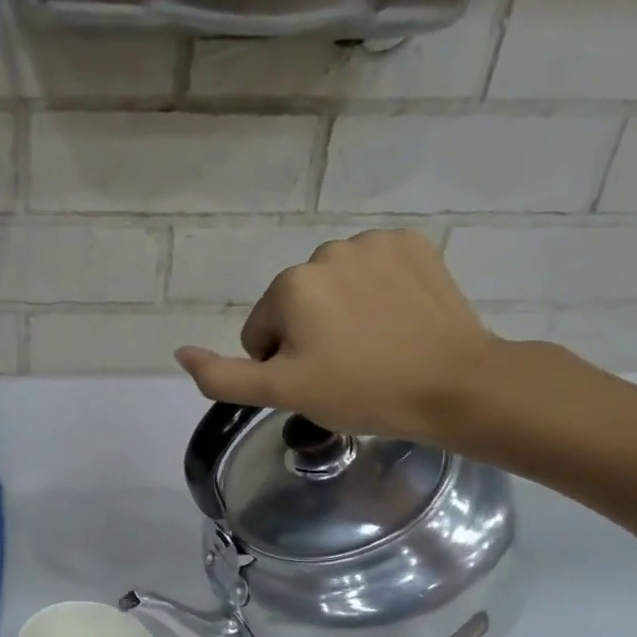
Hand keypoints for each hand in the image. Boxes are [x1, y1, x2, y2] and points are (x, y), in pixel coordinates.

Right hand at [173, 229, 500, 444]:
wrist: (455, 385)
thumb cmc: (362, 392)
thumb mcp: (281, 393)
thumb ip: (222, 376)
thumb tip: (181, 352)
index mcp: (290, 285)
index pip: (261, 332)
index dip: (282, 365)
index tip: (317, 383)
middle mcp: (326, 251)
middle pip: (296, 305)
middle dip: (310, 336)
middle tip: (345, 370)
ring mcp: (375, 243)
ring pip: (334, 287)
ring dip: (342, 314)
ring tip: (374, 348)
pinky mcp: (414, 244)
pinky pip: (373, 270)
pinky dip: (377, 293)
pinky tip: (398, 321)